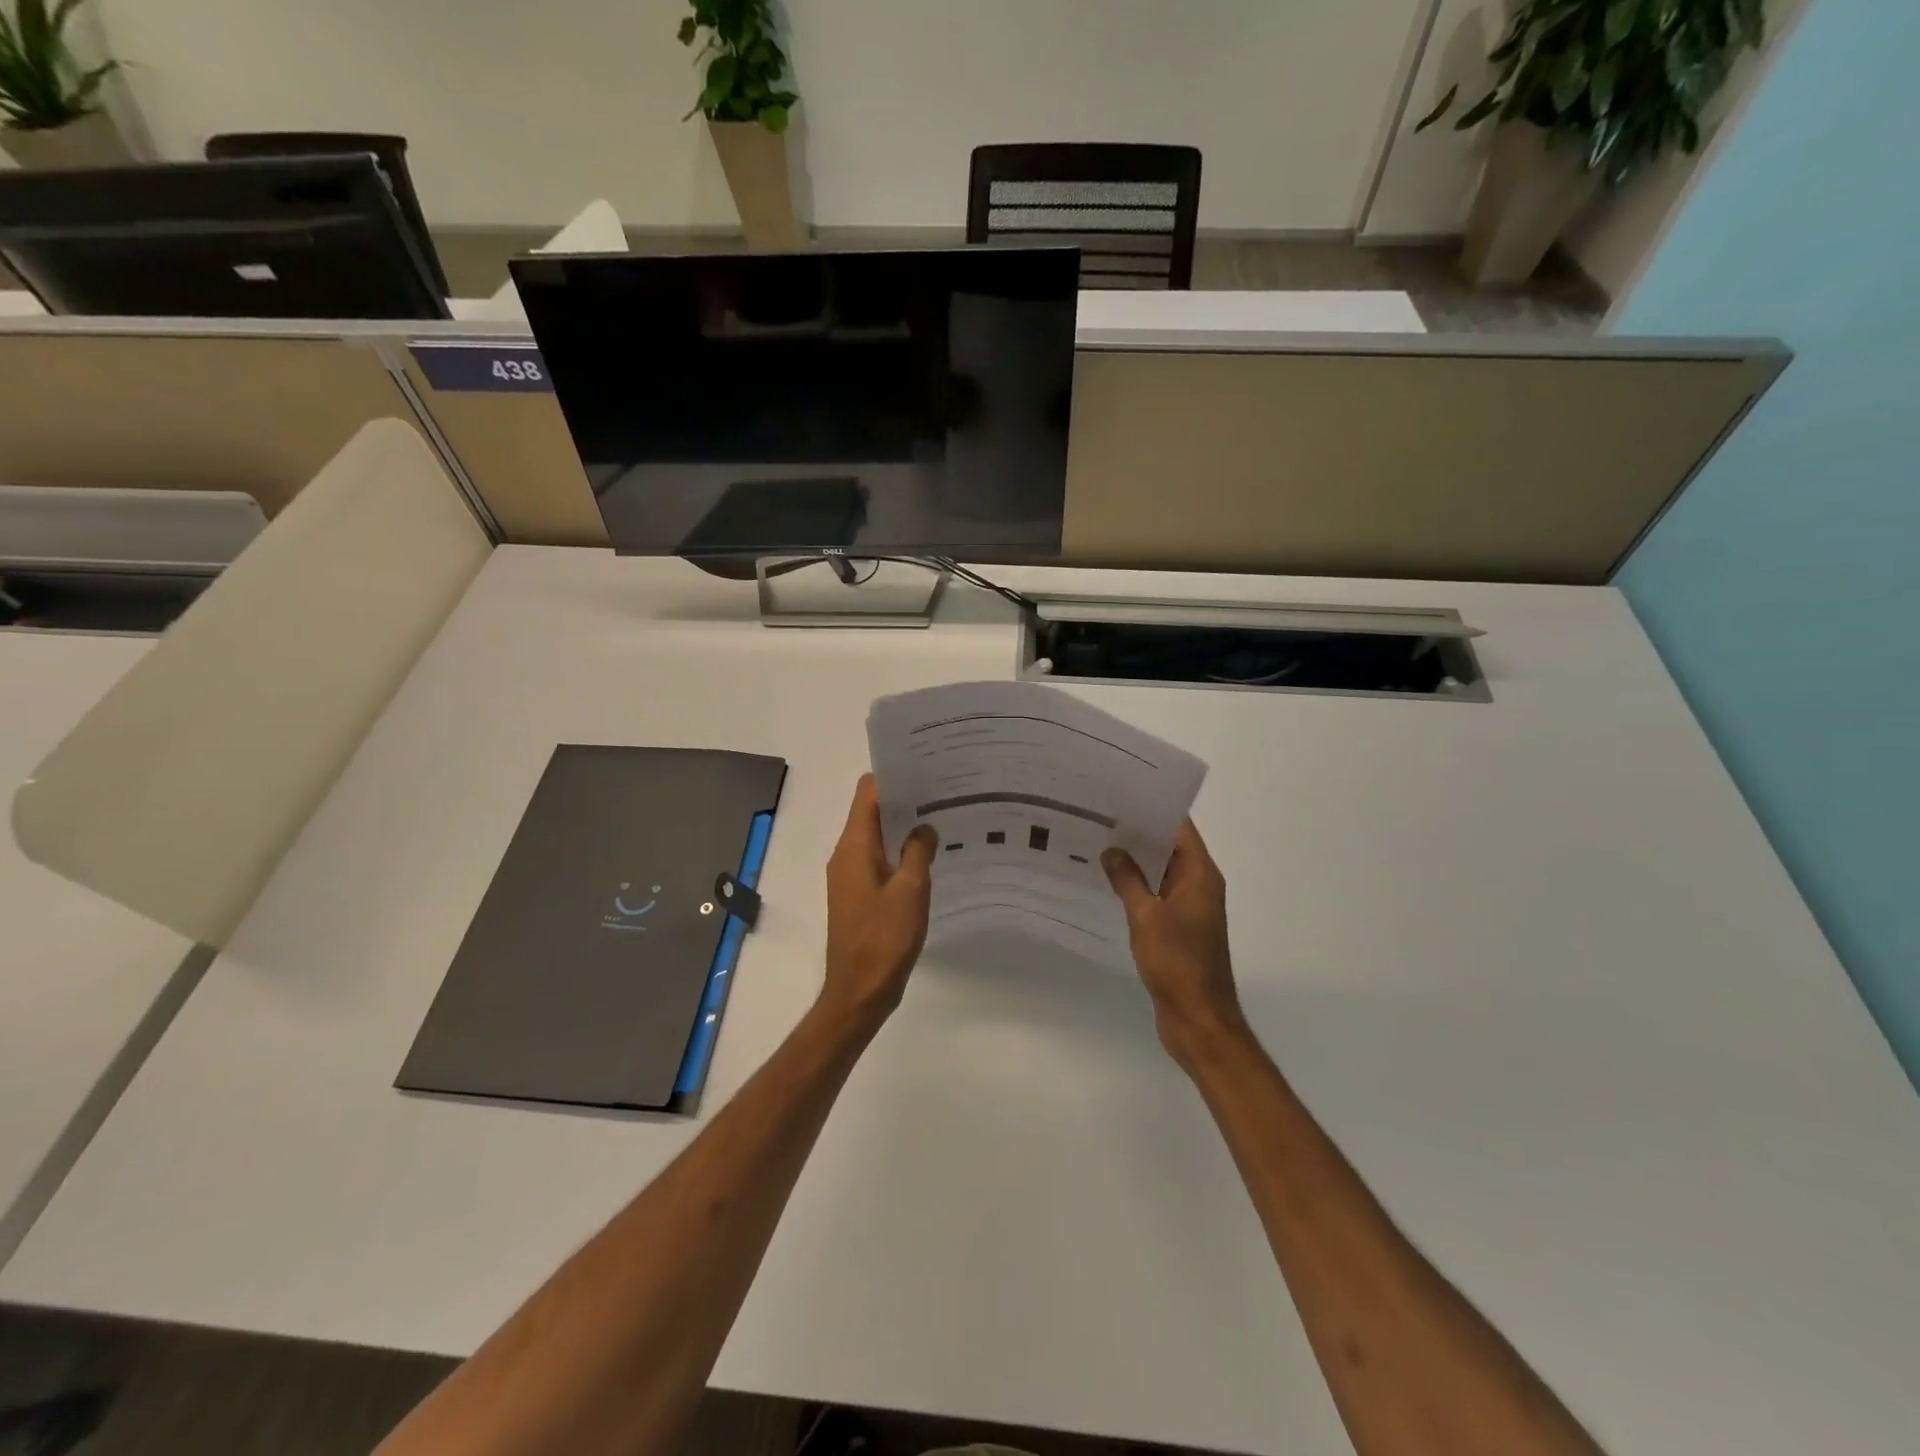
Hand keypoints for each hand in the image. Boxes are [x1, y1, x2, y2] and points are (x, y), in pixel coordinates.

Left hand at [821, 775, 936, 1033]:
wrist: (859, 992)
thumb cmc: (883, 939)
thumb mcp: (911, 891)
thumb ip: (918, 851)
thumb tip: (924, 826)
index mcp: (854, 847)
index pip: (867, 792)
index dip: (893, 776)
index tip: (925, 770)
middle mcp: (846, 854)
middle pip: (871, 811)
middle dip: (904, 799)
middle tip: (943, 792)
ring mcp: (850, 876)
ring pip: (876, 836)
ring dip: (903, 827)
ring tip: (941, 819)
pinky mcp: (858, 895)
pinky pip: (878, 859)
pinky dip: (899, 852)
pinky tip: (929, 857)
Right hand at [1103, 821, 1248, 1071]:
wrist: (1198, 1019)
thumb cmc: (1177, 963)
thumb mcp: (1146, 916)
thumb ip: (1128, 880)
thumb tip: (1112, 851)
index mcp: (1201, 876)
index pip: (1180, 828)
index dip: (1154, 809)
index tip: (1122, 795)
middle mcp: (1199, 886)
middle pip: (1170, 847)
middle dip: (1138, 833)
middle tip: (1099, 816)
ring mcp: (1190, 909)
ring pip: (1161, 873)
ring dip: (1135, 861)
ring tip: (1096, 842)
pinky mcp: (1178, 929)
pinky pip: (1156, 896)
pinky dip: (1136, 886)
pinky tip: (1106, 882)